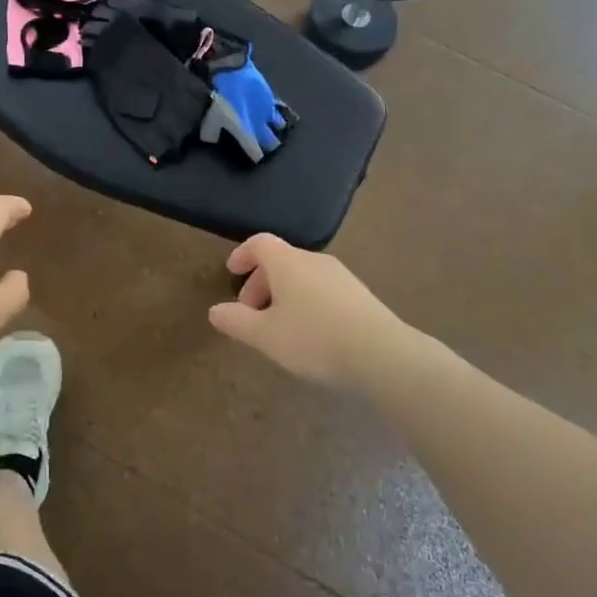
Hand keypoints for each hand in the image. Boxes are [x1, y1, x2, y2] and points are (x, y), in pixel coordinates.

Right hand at [208, 234, 404, 391]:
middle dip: (260, 282)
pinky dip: (305, 301)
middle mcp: (314, 260)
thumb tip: (215, 310)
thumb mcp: (265, 335)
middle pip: (281, 260)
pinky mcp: (359, 295)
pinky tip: (308, 333)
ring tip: (278, 327)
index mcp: (288, 262)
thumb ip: (236, 321)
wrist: (381, 354)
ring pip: (302, 276)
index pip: (259, 243)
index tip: (231, 272)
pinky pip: (321, 289)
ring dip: (283, 294)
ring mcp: (341, 276)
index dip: (242, 254)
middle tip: (250, 313)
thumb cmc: (314, 339)